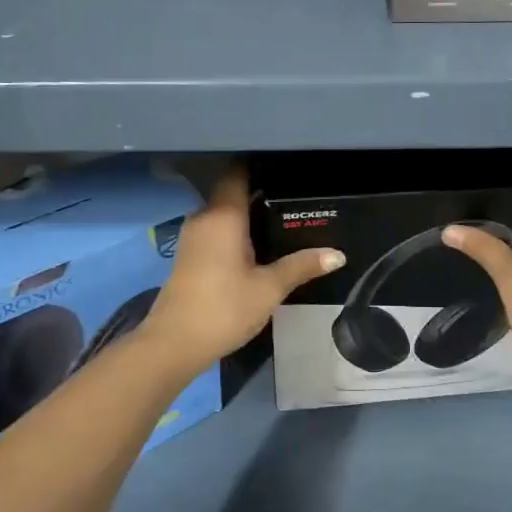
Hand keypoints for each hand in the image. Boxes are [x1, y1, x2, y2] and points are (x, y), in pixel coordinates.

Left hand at [142, 167, 343, 370]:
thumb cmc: (224, 308)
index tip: (286, 168)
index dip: (260, 167)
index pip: (237, 173)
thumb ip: (302, 266)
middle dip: (260, 193)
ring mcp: (192, 237)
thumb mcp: (269, 288)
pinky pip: (216, 231)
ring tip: (282, 220)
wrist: (173, 344)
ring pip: (223, 214)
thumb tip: (338, 254)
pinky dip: (235, 232)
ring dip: (247, 216)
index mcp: (223, 215)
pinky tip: (258, 246)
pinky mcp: (189, 256)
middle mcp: (204, 217)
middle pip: (232, 193)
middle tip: (295, 198)